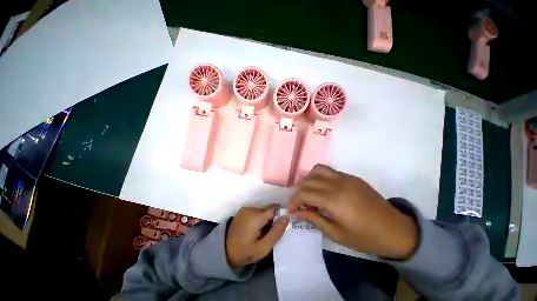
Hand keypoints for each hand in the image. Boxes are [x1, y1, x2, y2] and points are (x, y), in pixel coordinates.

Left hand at [226, 205, 288, 266]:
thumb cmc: (245, 252)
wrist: (224, 251)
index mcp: (256, 216)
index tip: (280, 225)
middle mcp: (251, 209)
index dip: (280, 215)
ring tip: (261, 231)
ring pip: (262, 210)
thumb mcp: (263, 247)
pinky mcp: (242, 210)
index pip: (274, 209)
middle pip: (268, 210)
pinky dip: (258, 218)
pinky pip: (256, 211)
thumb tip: (286, 217)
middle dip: (272, 219)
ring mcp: (245, 209)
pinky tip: (254, 228)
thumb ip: (276, 232)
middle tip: (269, 232)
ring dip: (265, 219)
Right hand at [288, 165, 417, 259]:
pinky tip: (322, 189)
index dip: (294, 201)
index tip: (291, 209)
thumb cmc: (366, 238)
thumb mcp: (336, 234)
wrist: (397, 231)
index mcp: (335, 201)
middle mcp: (338, 184)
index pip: (304, 193)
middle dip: (299, 191)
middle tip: (300, 204)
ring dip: (308, 180)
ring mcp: (346, 178)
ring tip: (309, 193)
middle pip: (308, 180)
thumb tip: (295, 213)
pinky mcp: (351, 177)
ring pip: (317, 170)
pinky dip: (319, 177)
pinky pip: (329, 171)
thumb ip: (314, 219)